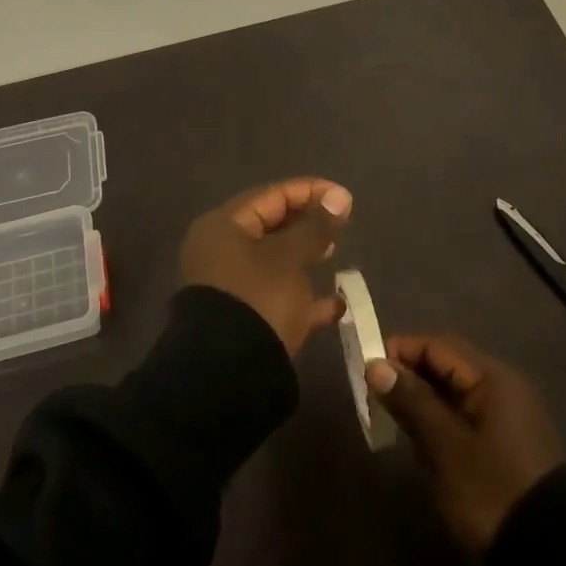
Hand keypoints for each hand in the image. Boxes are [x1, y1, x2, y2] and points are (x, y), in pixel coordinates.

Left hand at [179, 179, 352, 356]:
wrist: (229, 374)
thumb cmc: (259, 298)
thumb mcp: (290, 257)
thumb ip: (316, 226)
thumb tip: (339, 197)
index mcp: (224, 227)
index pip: (271, 195)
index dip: (310, 192)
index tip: (344, 197)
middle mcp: (220, 251)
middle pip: (270, 226)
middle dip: (307, 224)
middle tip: (340, 224)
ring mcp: (229, 287)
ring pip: (274, 262)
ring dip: (305, 258)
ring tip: (334, 256)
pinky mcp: (241, 319)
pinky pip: (276, 297)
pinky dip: (302, 297)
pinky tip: (335, 306)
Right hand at [367, 333, 563, 551]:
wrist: (550, 557)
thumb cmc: (492, 491)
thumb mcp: (446, 446)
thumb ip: (411, 401)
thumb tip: (376, 365)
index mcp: (493, 378)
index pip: (438, 346)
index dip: (401, 351)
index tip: (367, 370)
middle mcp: (502, 387)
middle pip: (446, 366)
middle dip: (409, 378)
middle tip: (375, 400)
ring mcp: (506, 416)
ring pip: (453, 393)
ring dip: (422, 403)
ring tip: (393, 424)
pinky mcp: (505, 443)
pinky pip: (464, 417)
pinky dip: (439, 423)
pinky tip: (421, 445)